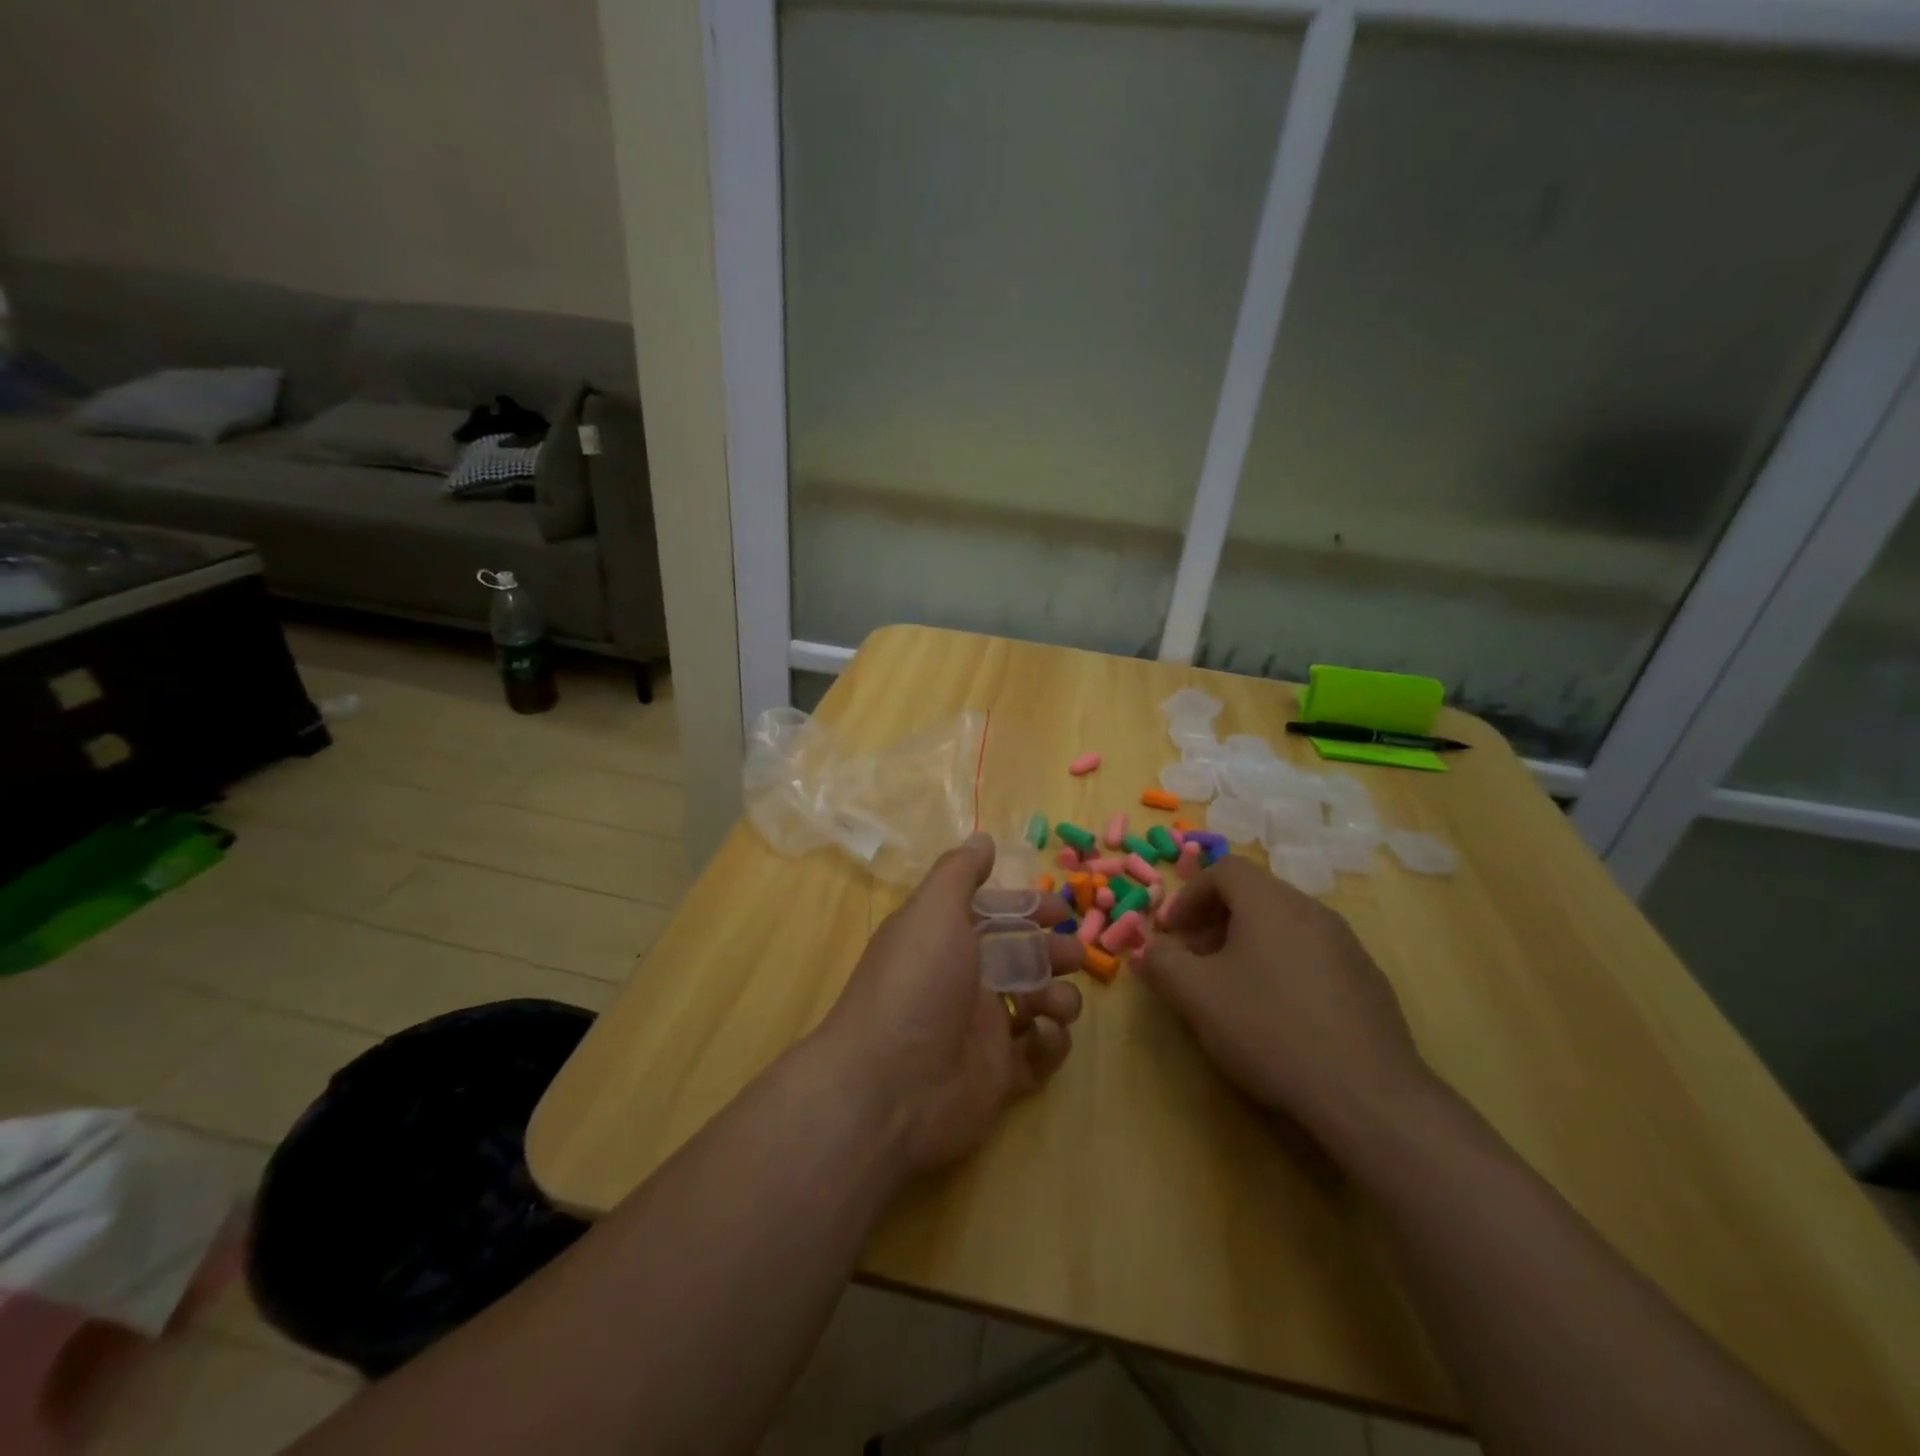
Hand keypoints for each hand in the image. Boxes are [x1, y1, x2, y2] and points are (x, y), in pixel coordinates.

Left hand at [821, 833, 1083, 1174]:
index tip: (1061, 910)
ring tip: (1055, 1003)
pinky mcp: (999, 1077)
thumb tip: (982, 838)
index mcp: (946, 940)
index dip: (1028, 908)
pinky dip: (1050, 1042)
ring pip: (1037, 1003)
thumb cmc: (916, 983)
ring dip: (1059, 996)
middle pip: (1022, 957)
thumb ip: (960, 872)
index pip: (995, 915)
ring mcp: (982, 1030)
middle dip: (1053, 951)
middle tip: (1073, 956)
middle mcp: (963, 980)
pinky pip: (1038, 1054)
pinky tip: (1043, 1035)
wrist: (889, 1087)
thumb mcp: (933, 911)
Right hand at [1140, 855, 1432, 1148]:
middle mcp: (1312, 911)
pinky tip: (1279, 1016)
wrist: (1368, 1095)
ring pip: (1284, 926)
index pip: (1224, 870)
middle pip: (1254, 896)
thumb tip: (1147, 948)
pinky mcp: (1368, 981)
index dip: (1189, 895)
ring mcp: (1347, 946)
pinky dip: (1282, 967)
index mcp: (1271, 903)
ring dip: (1247, 945)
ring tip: (1232, 989)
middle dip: (1214, 921)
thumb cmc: (1269, 1029)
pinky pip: (1312, 955)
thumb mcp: (1196, 996)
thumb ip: (1161, 962)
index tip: (1173, 933)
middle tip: (1194, 961)